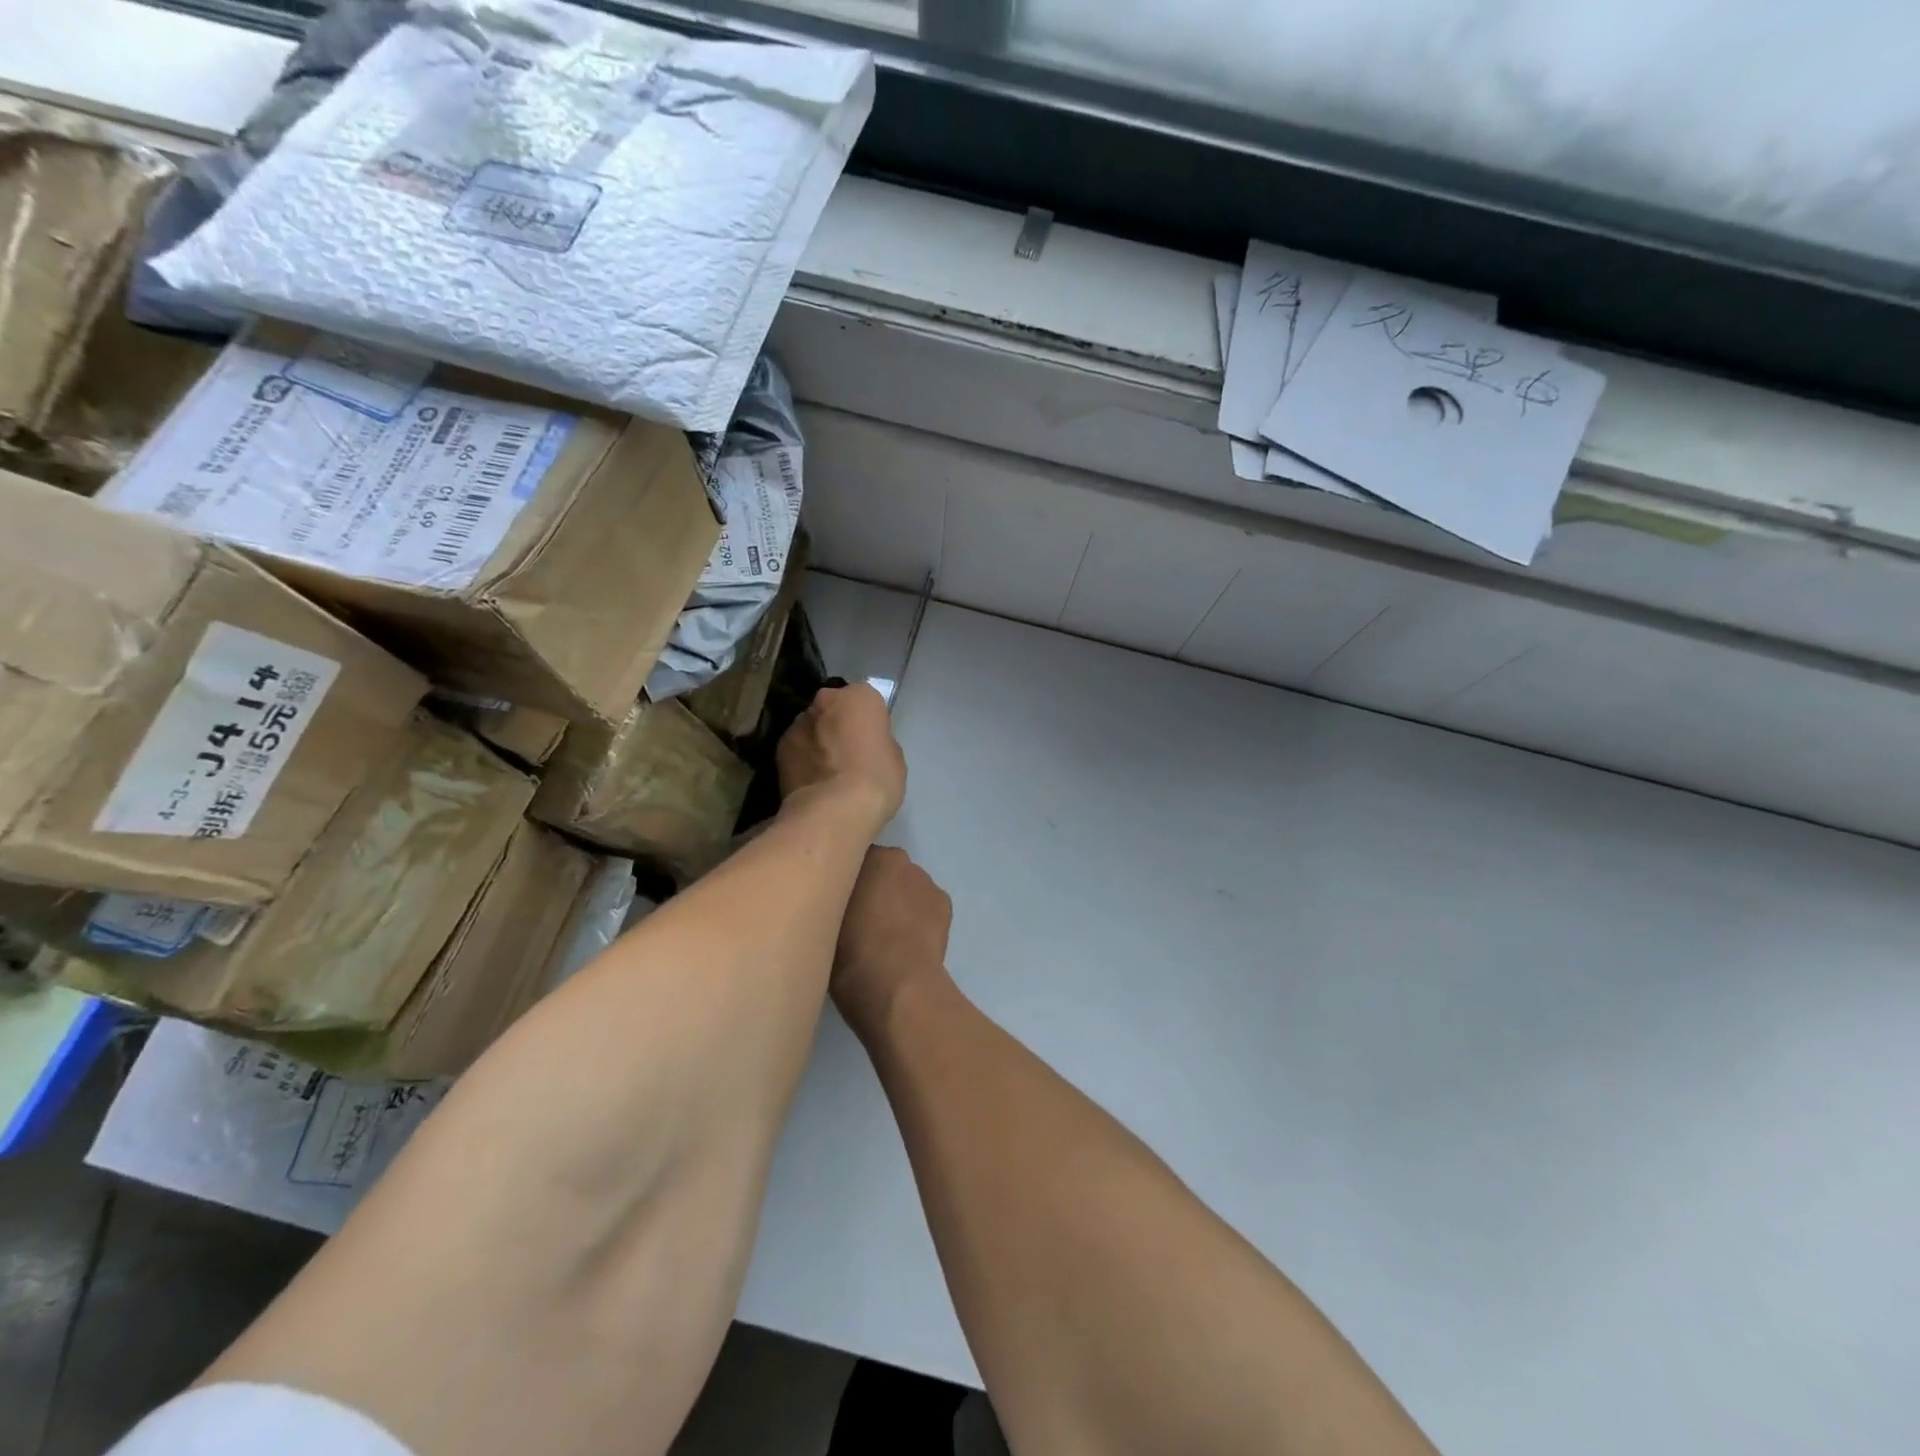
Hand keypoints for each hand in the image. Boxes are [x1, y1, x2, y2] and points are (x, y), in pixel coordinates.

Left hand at [777, 683, 906, 832]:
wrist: (834, 810)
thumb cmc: (876, 780)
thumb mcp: (893, 757)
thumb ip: (876, 741)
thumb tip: (863, 746)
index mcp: (859, 697)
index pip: (865, 700)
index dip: (868, 722)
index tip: (871, 741)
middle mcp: (824, 700)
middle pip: (833, 708)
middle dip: (838, 724)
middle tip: (848, 753)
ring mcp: (797, 723)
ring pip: (811, 727)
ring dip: (817, 741)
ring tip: (827, 772)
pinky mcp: (778, 749)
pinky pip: (796, 749)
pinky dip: (803, 760)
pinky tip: (812, 783)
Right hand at [833, 846, 951, 1040]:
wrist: (897, 990)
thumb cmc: (850, 954)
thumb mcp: (823, 919)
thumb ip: (830, 896)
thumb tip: (833, 896)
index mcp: (870, 856)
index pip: (852, 858)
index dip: (844, 880)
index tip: (836, 902)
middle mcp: (901, 860)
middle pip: (882, 871)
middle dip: (873, 888)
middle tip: (859, 920)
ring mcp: (927, 882)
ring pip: (905, 887)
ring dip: (897, 902)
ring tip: (885, 938)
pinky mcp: (945, 905)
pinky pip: (925, 905)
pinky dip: (918, 918)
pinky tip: (908, 943)